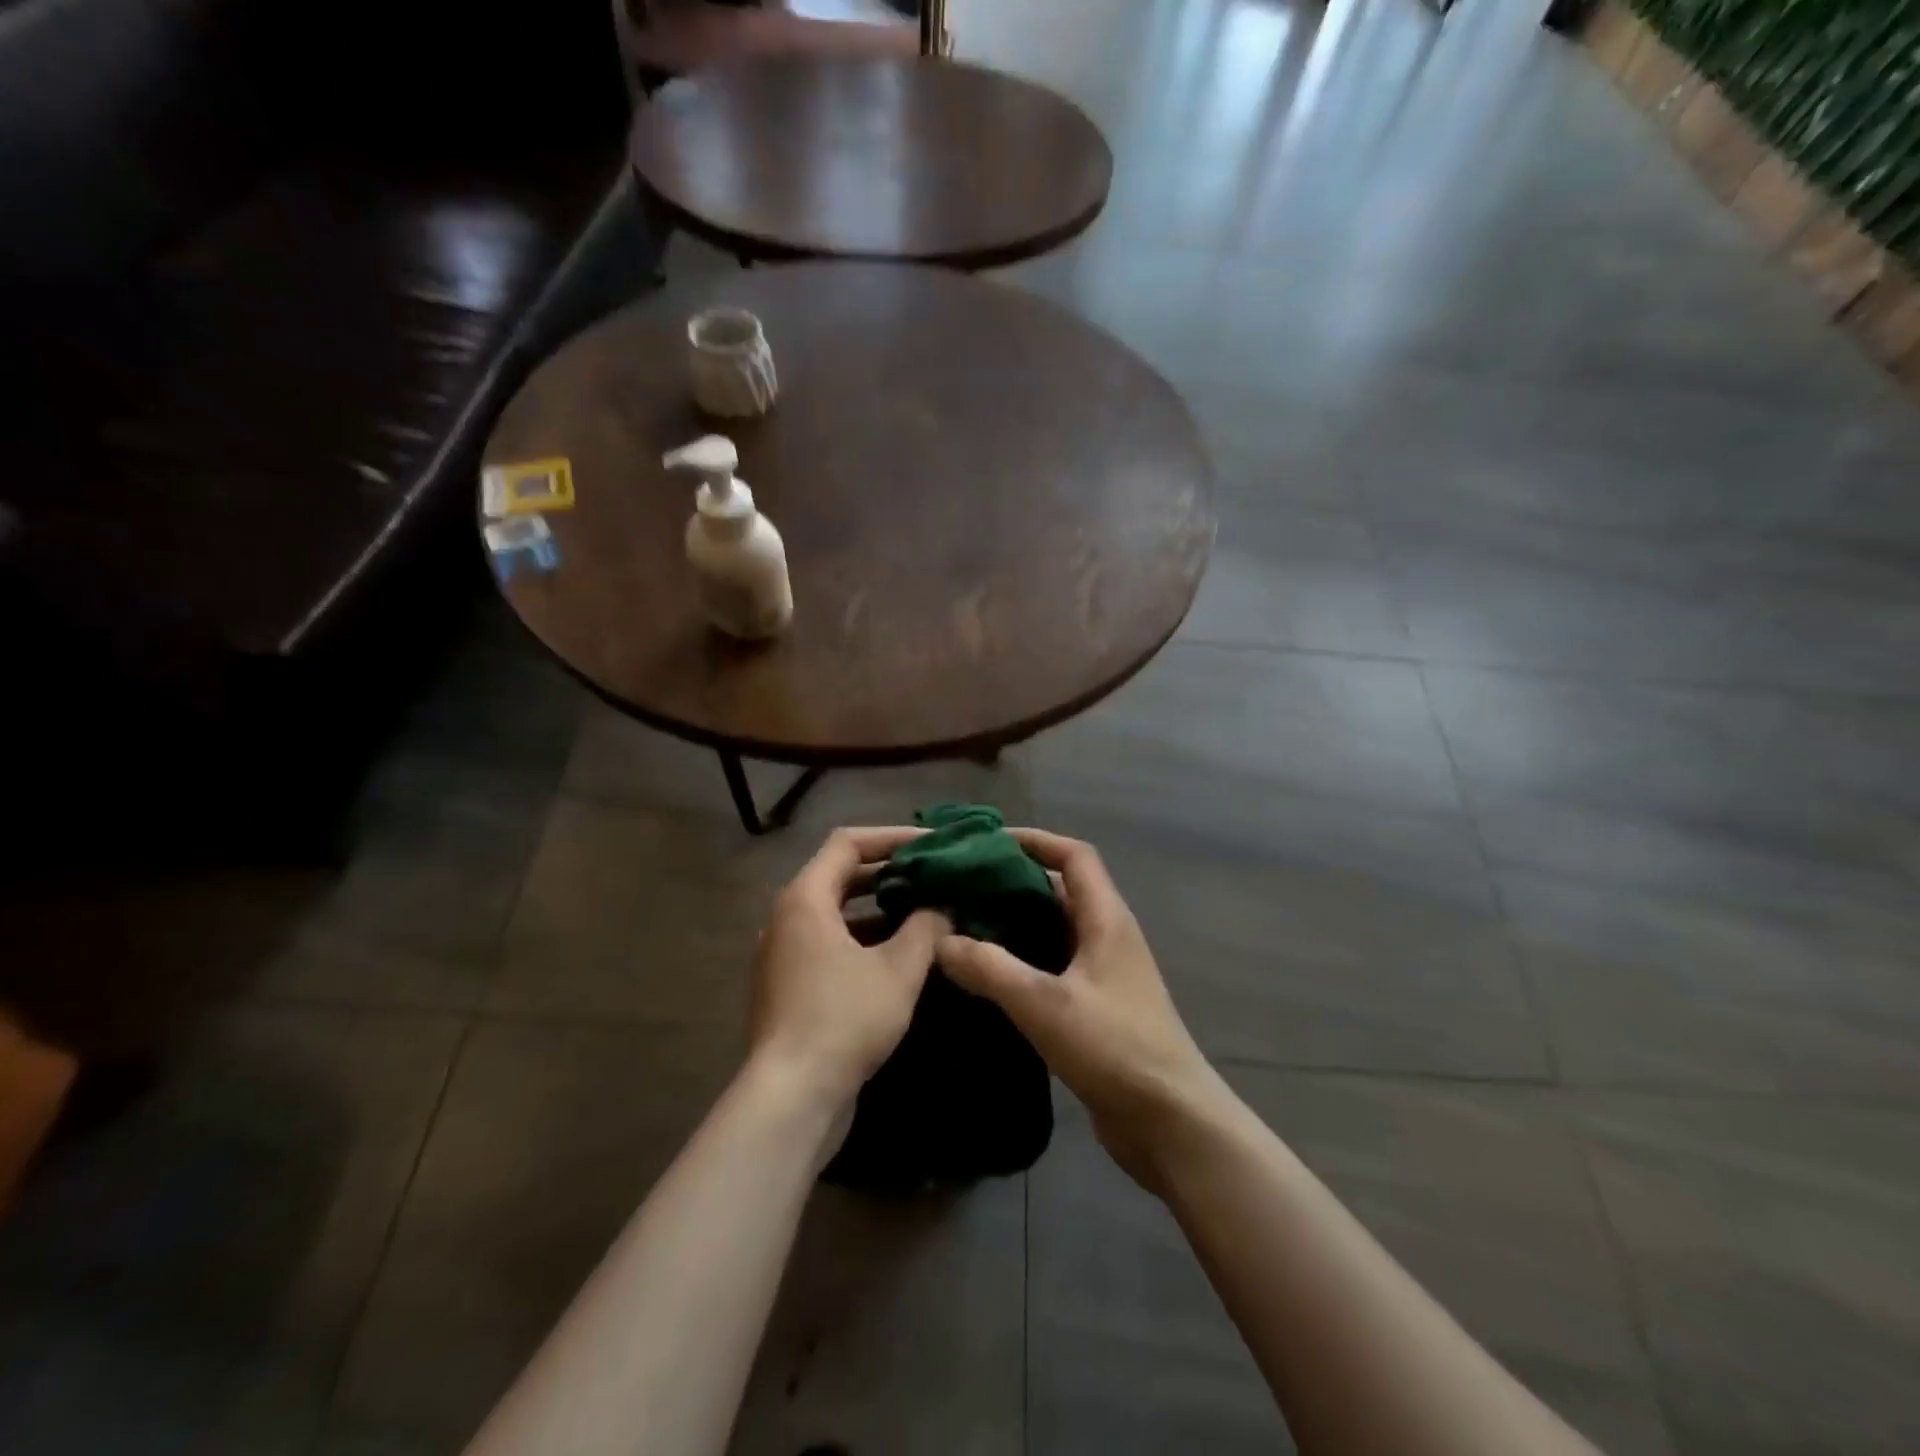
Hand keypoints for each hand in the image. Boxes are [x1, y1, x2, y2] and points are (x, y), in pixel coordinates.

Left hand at [748, 826, 949, 1117]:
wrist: (791, 1098)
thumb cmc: (845, 1019)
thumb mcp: (899, 970)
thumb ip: (926, 928)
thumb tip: (942, 907)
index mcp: (805, 899)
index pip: (848, 843)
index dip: (892, 837)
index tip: (931, 845)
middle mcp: (787, 917)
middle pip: (840, 875)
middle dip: (889, 872)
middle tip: (933, 874)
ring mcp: (784, 954)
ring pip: (837, 913)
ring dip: (880, 908)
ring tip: (926, 910)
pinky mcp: (790, 986)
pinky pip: (830, 944)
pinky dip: (865, 939)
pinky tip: (902, 955)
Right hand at [936, 828, 1226, 1192]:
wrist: (1171, 1123)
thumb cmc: (1114, 1048)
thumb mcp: (1044, 1003)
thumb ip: (989, 968)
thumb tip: (941, 941)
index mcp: (1106, 918)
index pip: (1074, 856)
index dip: (1034, 840)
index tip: (986, 842)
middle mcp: (1107, 936)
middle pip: (1059, 889)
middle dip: (1013, 881)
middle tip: (961, 886)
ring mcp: (1104, 973)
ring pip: (1054, 930)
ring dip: (1015, 923)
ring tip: (963, 924)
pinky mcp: (1096, 1006)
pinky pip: (1054, 966)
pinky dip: (1022, 960)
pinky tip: (987, 975)